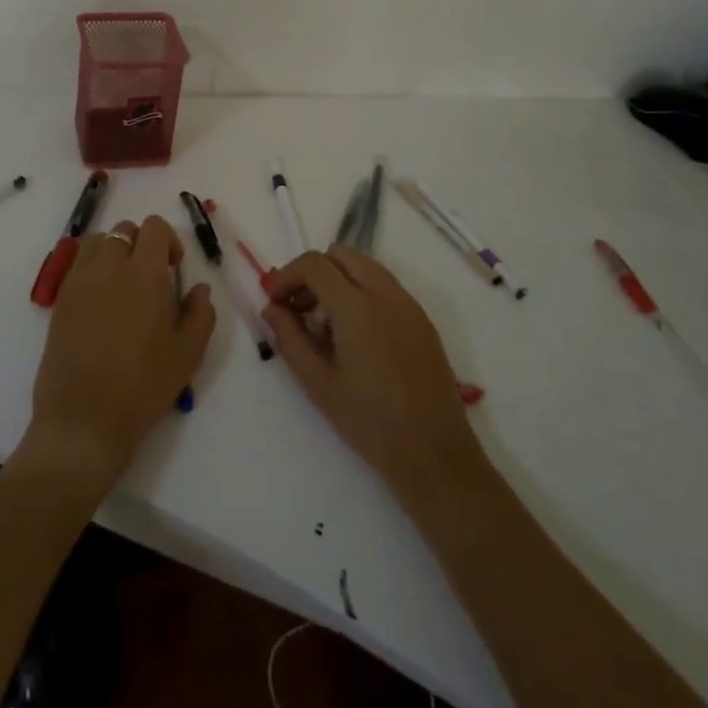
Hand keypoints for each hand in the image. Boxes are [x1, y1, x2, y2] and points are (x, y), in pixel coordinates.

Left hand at [26, 215, 215, 495]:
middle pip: (124, 230)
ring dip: (114, 252)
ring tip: (122, 286)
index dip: (168, 240)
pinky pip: (77, 265)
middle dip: (141, 245)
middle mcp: (109, 266)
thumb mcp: (188, 354)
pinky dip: (92, 269)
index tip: (173, 268)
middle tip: (150, 279)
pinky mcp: (60, 299)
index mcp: (145, 273)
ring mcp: (79, 280)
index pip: (154, 227)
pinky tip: (101, 302)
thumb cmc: (143, 386)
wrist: (84, 419)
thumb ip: (201, 313)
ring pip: (98, 242)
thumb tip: (199, 288)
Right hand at [263, 247, 488, 507]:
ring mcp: (408, 304)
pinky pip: (385, 286)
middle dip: (313, 272)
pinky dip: (362, 291)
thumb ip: (289, 338)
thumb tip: (272, 308)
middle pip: (341, 254)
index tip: (275, 301)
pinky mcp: (422, 319)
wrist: (434, 453)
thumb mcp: (317, 383)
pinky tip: (355, 334)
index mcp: (356, 306)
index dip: (287, 275)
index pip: (314, 264)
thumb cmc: (369, 422)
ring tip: (325, 322)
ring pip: (365, 265)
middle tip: (299, 307)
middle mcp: (385, 293)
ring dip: (338, 279)